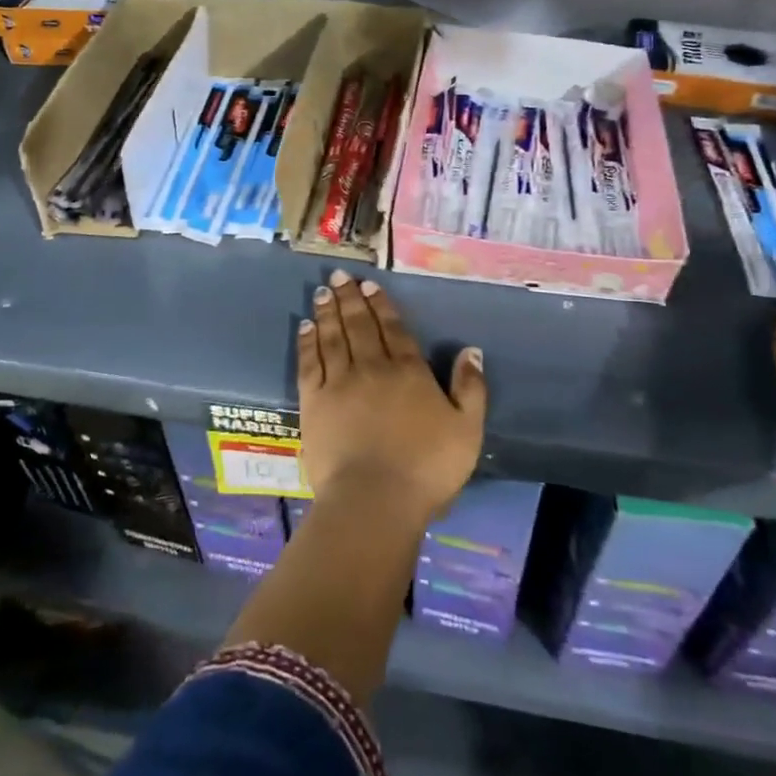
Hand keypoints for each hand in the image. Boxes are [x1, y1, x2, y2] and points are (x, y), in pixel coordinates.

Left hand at [298, 270, 486, 524]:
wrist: (375, 500)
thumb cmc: (427, 468)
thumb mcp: (467, 430)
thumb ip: (470, 388)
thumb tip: (470, 350)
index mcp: (408, 372)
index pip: (393, 329)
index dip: (382, 305)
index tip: (369, 285)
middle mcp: (372, 367)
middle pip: (359, 325)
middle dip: (350, 298)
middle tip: (339, 275)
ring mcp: (339, 383)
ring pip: (333, 337)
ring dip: (328, 312)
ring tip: (322, 291)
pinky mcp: (313, 402)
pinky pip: (309, 362)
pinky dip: (307, 342)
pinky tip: (305, 326)